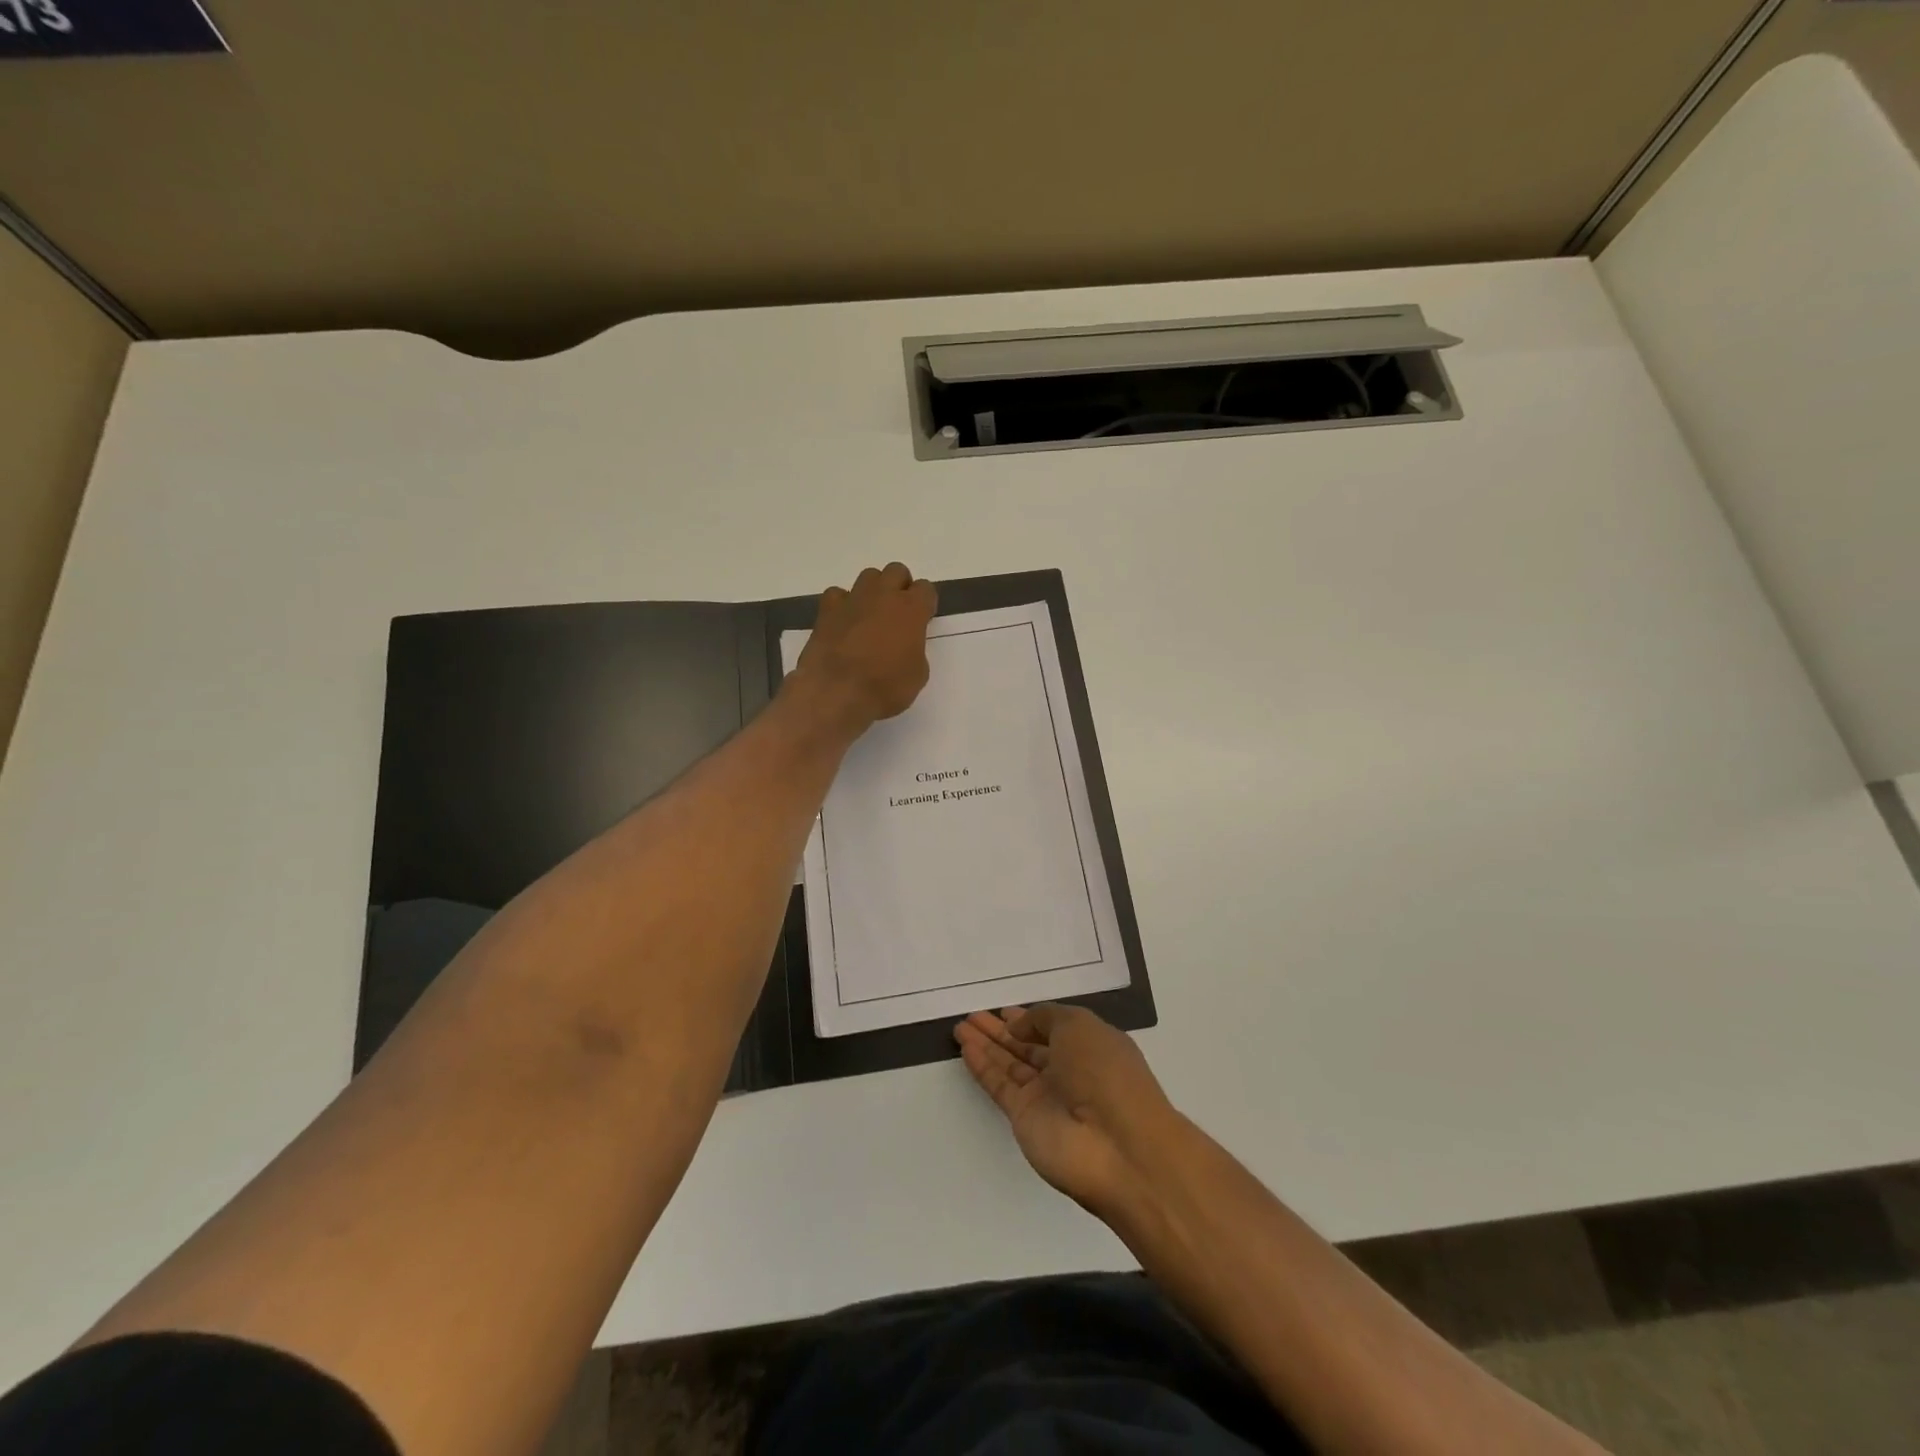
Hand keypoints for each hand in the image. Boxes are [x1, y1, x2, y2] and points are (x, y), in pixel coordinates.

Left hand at [793, 562, 937, 728]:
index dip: (925, 603)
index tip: (923, 619)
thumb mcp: (917, 675)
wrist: (836, 692)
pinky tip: (844, 622)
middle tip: (898, 613)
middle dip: (900, 587)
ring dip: (873, 591)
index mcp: (911, 610)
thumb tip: (905, 646)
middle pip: (896, 572)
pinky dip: (843, 604)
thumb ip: (915, 650)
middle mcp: (883, 596)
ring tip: (871, 615)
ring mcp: (853, 600)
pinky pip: (837, 594)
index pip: (925, 589)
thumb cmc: (885, 687)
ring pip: (868, 577)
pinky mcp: (827, 610)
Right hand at [955, 1004, 1178, 1220]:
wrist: (1117, 1147)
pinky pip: (999, 1085)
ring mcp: (1046, 1096)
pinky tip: (965, 1048)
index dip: (1029, 1018)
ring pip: (1009, 1064)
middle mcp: (1068, 1070)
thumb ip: (1043, 1018)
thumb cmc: (1105, 1072)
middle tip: (972, 1015)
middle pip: (1027, 1046)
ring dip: (986, 1045)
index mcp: (1090, 1045)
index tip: (1003, 1010)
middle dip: (1001, 1031)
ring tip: (959, 1027)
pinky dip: (982, 1066)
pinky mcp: (1025, 1118)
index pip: (1053, 1028)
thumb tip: (1017, 1026)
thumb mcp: (1078, 1025)